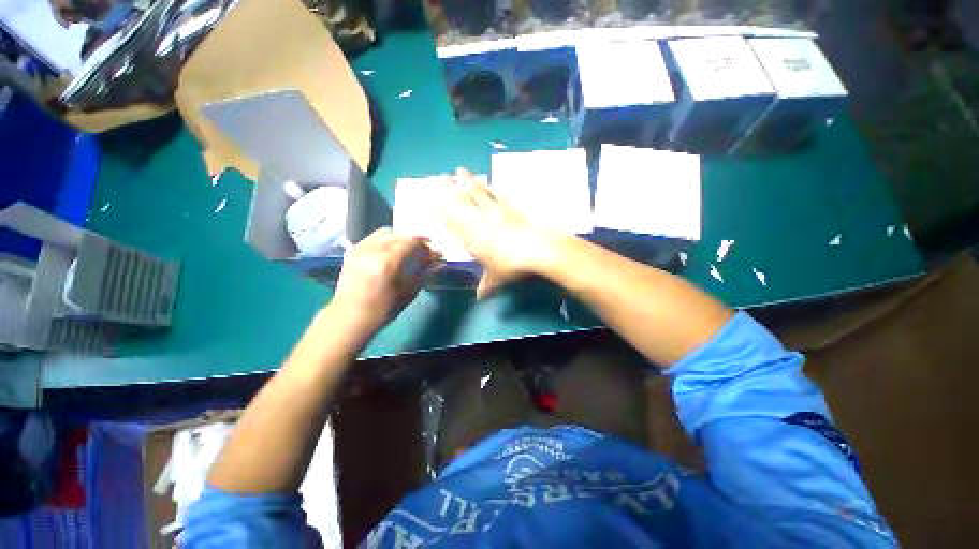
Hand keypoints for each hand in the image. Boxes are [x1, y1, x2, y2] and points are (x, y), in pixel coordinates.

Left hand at [331, 228, 438, 332]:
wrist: (349, 318)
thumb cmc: (380, 311)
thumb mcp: (406, 294)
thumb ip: (423, 275)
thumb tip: (439, 262)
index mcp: (388, 261)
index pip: (412, 242)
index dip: (425, 246)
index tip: (433, 253)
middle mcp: (373, 249)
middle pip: (399, 235)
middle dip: (413, 241)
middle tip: (422, 252)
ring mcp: (360, 248)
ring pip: (385, 233)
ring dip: (399, 238)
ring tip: (406, 251)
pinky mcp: (353, 250)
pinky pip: (373, 238)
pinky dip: (384, 241)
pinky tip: (389, 252)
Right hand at [442, 168, 558, 297]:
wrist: (537, 249)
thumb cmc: (511, 266)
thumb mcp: (496, 279)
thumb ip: (486, 286)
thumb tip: (480, 297)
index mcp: (470, 237)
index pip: (450, 222)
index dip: (438, 213)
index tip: (429, 203)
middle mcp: (479, 220)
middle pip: (461, 201)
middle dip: (449, 189)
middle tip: (440, 177)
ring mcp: (495, 210)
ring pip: (477, 192)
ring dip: (467, 180)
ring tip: (459, 170)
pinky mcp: (510, 206)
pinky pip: (495, 193)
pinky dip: (489, 186)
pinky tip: (485, 180)